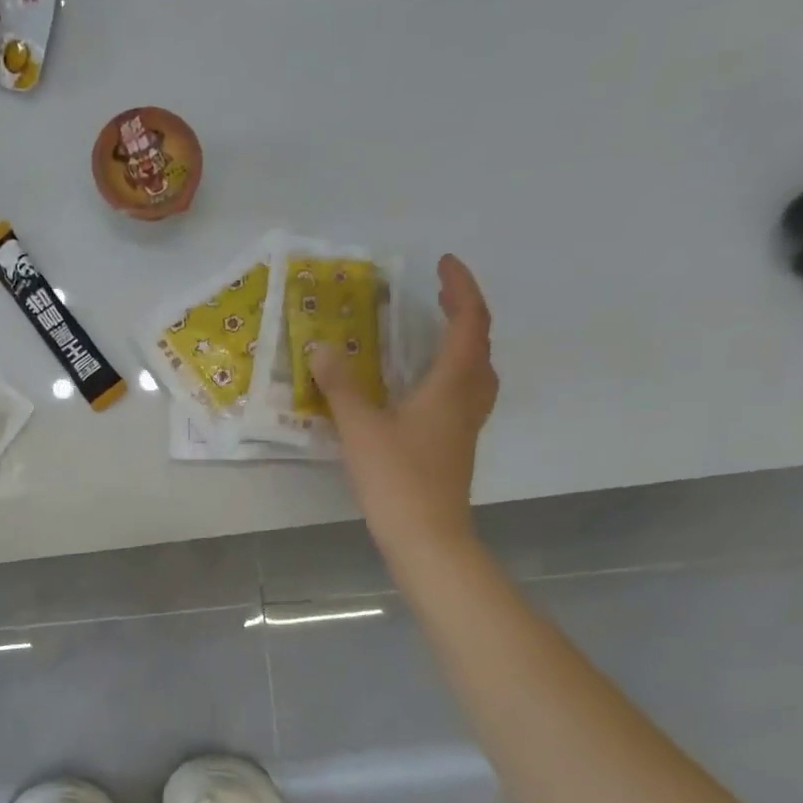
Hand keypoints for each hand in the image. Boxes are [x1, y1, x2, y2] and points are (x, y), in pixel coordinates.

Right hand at [314, 253, 498, 551]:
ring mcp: (466, 427)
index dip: (460, 288)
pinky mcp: (456, 448)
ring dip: (465, 345)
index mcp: (451, 385)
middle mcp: (467, 400)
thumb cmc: (397, 479)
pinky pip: (465, 395)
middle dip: (464, 312)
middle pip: (481, 345)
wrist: (427, 538)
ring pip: (479, 373)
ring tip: (436, 336)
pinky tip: (424, 390)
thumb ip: (341, 386)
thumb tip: (321, 348)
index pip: (468, 323)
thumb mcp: (361, 428)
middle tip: (438, 295)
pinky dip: (452, 375)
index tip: (443, 264)